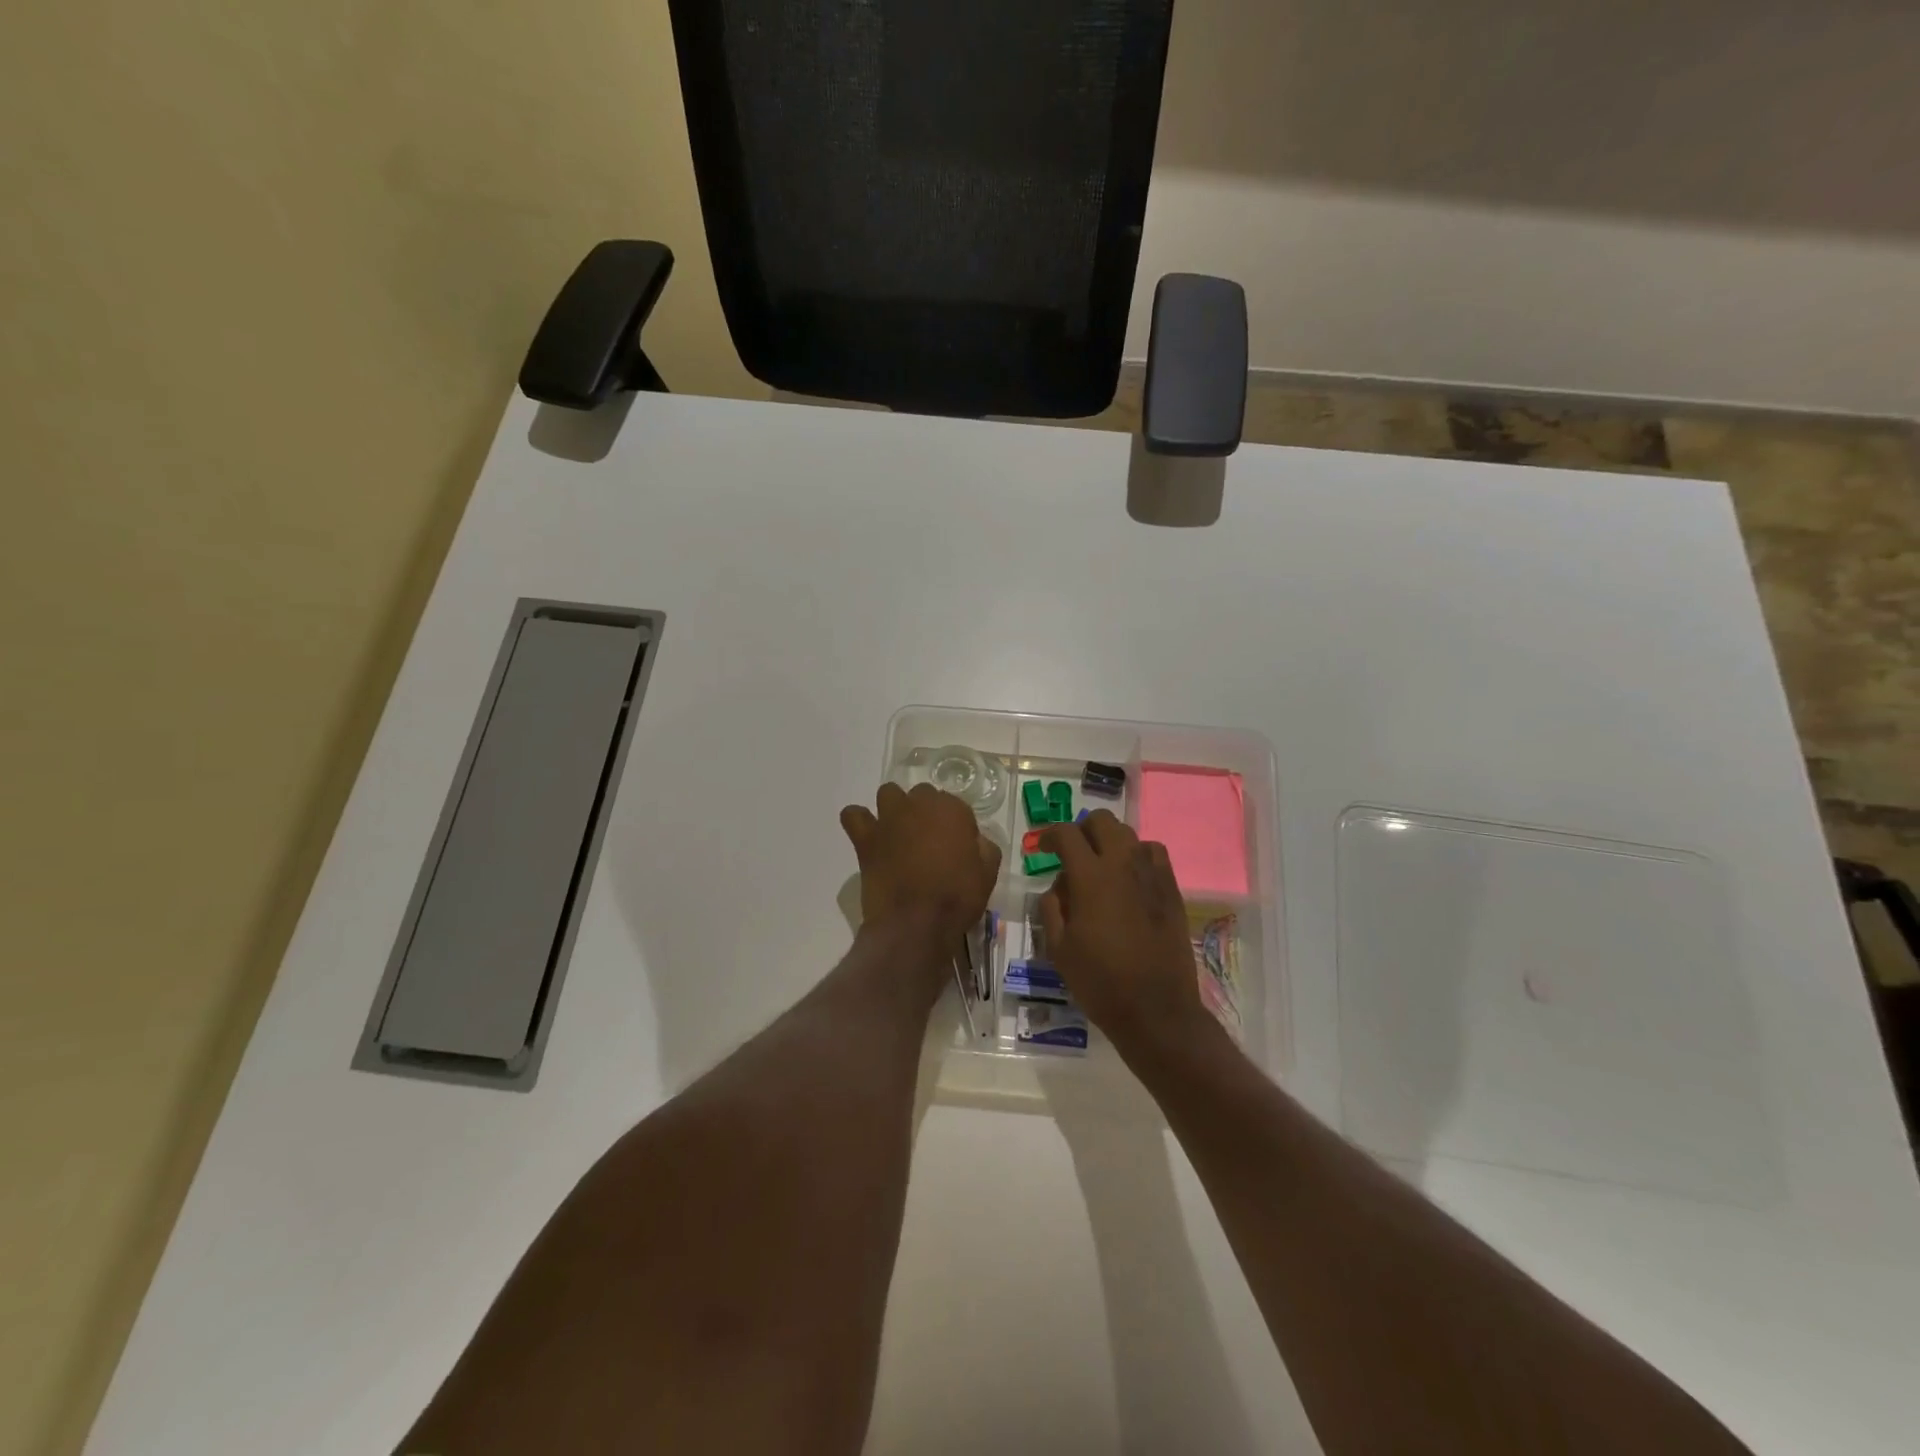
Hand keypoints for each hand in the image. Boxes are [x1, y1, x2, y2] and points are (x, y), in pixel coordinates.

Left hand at [841, 782, 1000, 952]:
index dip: (956, 826)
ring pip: (889, 794)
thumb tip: (973, 840)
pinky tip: (869, 835)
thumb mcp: (988, 873)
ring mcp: (889, 818)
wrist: (916, 923)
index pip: (955, 805)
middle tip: (929, 843)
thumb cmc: (957, 897)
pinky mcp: (865, 838)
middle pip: (922, 795)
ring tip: (900, 833)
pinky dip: (859, 820)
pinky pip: (853, 815)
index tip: (957, 847)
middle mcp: (918, 804)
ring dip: (895, 808)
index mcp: (951, 809)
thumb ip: (984, 846)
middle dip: (926, 813)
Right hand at [1039, 811, 1207, 1058]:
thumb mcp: (1059, 948)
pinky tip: (1130, 880)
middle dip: (1082, 830)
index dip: (1049, 835)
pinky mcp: (1172, 889)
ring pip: (1129, 835)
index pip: (1067, 834)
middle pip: (1102, 821)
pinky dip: (1137, 856)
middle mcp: (1124, 864)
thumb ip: (1052, 908)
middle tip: (1072, 853)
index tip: (1042, 848)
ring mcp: (1153, 874)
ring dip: (1110, 843)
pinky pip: (1153, 854)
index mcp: (1091, 877)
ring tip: (1102, 868)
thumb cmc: (1100, 981)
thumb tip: (1057, 888)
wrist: (1157, 1009)